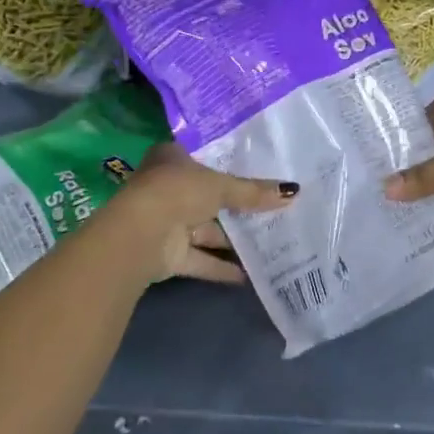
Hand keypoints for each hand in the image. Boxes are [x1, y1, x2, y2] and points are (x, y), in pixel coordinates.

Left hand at [111, 142, 298, 284]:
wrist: (139, 236)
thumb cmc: (178, 191)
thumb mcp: (221, 186)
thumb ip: (254, 192)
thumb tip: (293, 191)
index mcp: (173, 159)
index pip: (207, 159)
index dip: (231, 165)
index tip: (262, 171)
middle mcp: (169, 188)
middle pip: (210, 197)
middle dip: (238, 207)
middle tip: (274, 210)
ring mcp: (168, 223)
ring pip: (207, 230)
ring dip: (233, 239)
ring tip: (271, 242)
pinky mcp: (169, 255)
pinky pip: (202, 259)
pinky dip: (222, 267)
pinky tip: (251, 274)